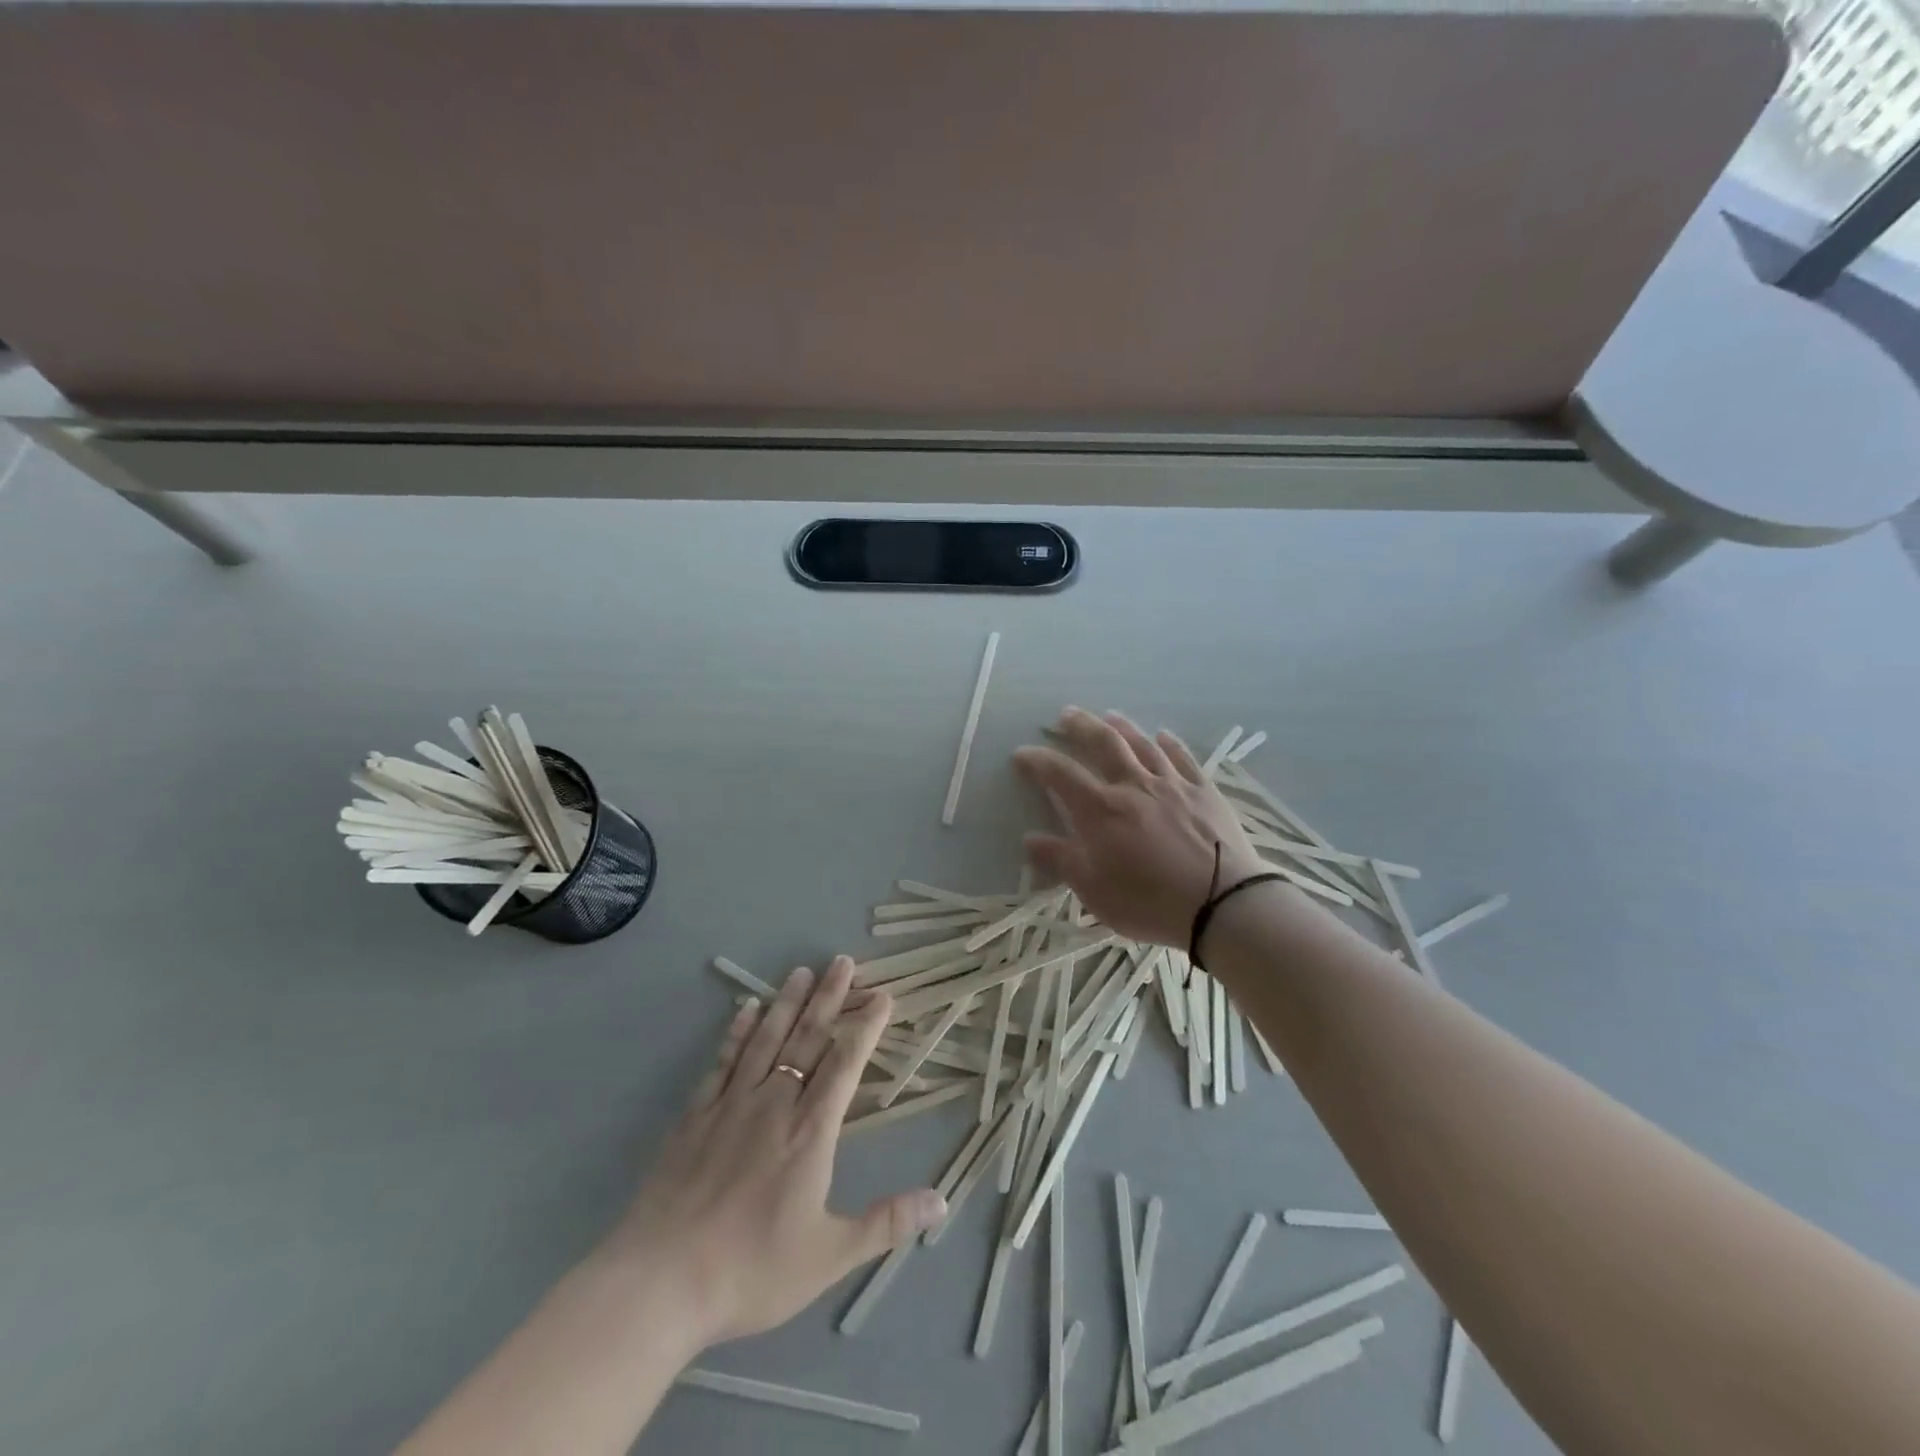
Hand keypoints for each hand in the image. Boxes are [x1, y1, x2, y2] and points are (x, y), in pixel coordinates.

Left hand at [598, 957, 945, 1346]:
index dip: (866, 1027)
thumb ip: (886, 1222)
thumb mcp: (829, 1256)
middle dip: (829, 998)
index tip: (883, 996)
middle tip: (843, 961)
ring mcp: (731, 1105)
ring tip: (801, 970)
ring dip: (787, 1003)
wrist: (660, 1283)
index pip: (845, 1065)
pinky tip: (746, 1009)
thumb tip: (941, 1201)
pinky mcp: (695, 1116)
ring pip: (766, 1040)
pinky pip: (722, 1062)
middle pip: (807, 1040)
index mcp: (810, 1133)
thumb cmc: (751, 1270)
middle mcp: (774, 1105)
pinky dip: (737, 1032)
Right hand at [1013, 707, 1270, 947]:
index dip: (1038, 760)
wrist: (1223, 904)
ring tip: (1110, 716)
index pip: (1060, 774)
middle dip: (1081, 726)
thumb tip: (1030, 839)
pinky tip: (1163, 735)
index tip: (1022, 753)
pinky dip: (1169, 743)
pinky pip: (1183, 758)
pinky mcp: (1205, 791)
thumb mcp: (1095, 891)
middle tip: (1066, 714)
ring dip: (1122, 727)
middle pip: (1103, 743)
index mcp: (1101, 810)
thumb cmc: (1150, 902)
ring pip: (1143, 744)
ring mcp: (1172, 784)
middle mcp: (1133, 786)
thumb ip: (1062, 861)